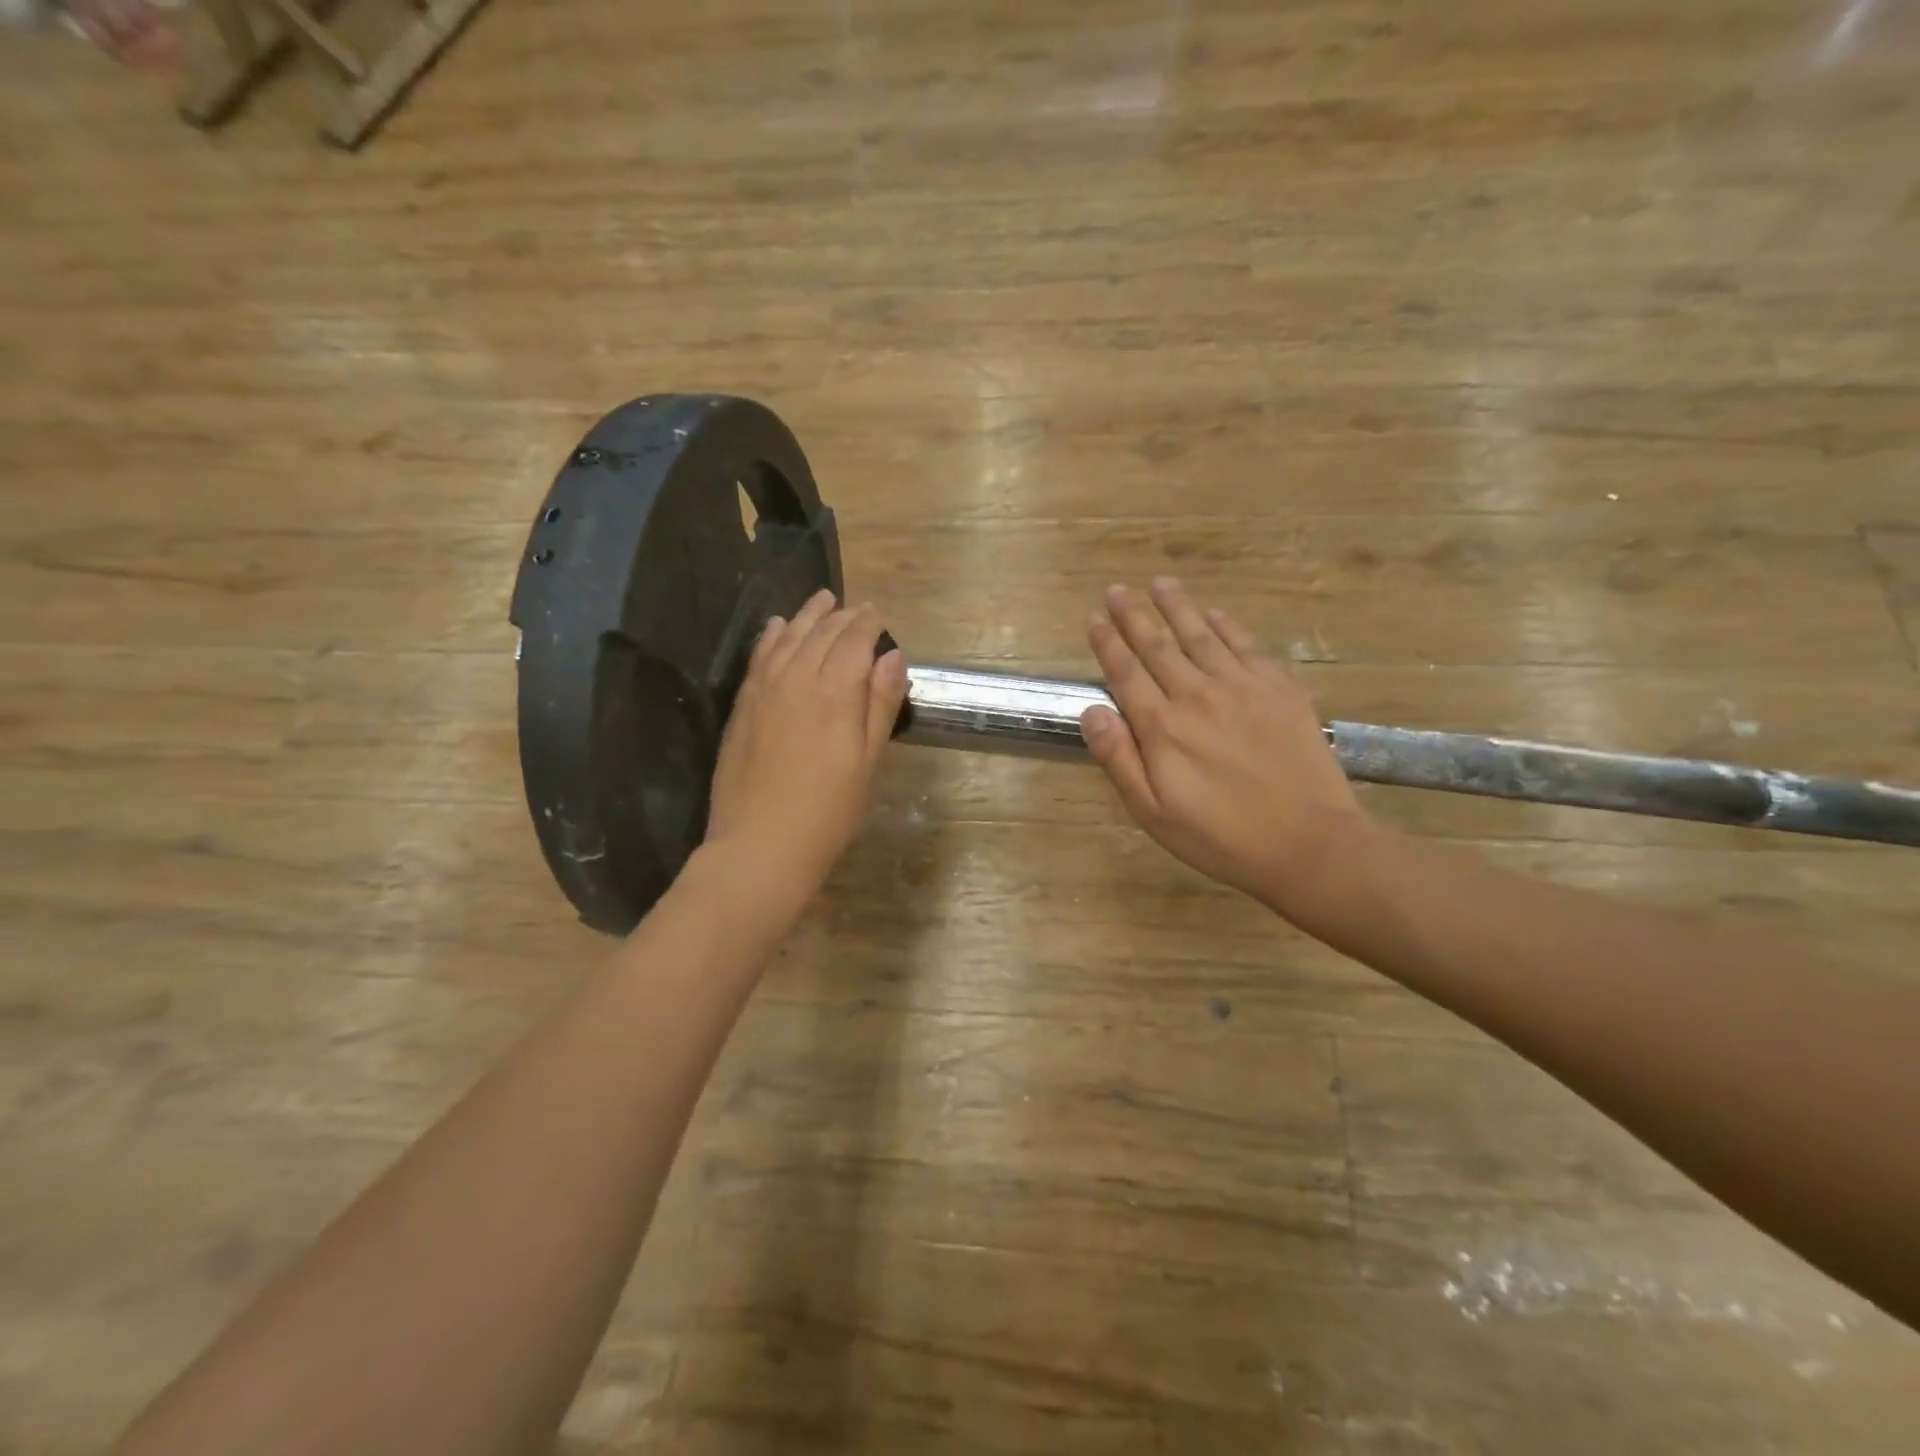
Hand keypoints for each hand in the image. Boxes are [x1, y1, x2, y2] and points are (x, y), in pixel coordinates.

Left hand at [702, 590, 907, 921]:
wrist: (760, 847)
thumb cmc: (828, 812)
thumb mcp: (868, 762)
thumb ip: (880, 704)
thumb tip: (893, 655)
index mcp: (835, 693)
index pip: (854, 641)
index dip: (868, 624)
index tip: (879, 616)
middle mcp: (797, 680)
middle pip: (821, 634)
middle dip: (843, 616)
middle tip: (858, 608)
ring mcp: (764, 691)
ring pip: (787, 638)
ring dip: (807, 616)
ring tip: (822, 599)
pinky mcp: (743, 707)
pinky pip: (759, 658)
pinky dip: (771, 636)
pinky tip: (777, 626)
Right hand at [1081, 579, 1376, 924]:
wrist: (1308, 842)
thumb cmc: (1220, 836)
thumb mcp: (1153, 813)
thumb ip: (1118, 759)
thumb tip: (1091, 711)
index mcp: (1162, 727)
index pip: (1125, 673)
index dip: (1107, 644)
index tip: (1093, 618)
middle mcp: (1197, 695)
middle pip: (1158, 646)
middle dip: (1133, 615)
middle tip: (1116, 589)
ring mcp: (1242, 687)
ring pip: (1200, 636)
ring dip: (1177, 607)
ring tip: (1160, 583)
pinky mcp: (1280, 689)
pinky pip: (1247, 645)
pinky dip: (1227, 625)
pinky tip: (1215, 613)